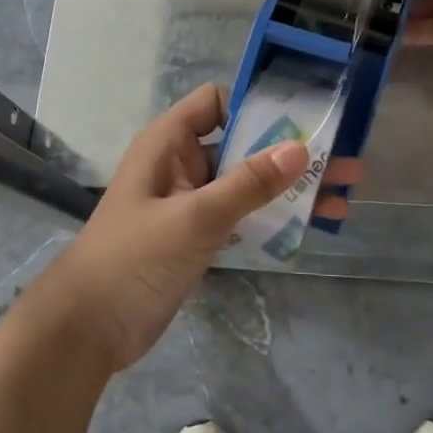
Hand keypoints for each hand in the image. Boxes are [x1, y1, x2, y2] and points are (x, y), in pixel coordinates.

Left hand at [38, 84, 361, 371]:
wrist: (88, 329)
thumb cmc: (134, 258)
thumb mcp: (195, 217)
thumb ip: (248, 184)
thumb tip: (300, 148)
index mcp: (169, 142)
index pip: (217, 102)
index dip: (257, 103)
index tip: (304, 116)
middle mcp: (181, 164)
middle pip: (242, 143)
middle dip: (290, 152)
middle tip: (345, 160)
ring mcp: (191, 201)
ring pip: (247, 182)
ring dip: (290, 188)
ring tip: (343, 196)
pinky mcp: (198, 236)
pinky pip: (242, 214)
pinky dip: (273, 216)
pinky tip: (312, 224)